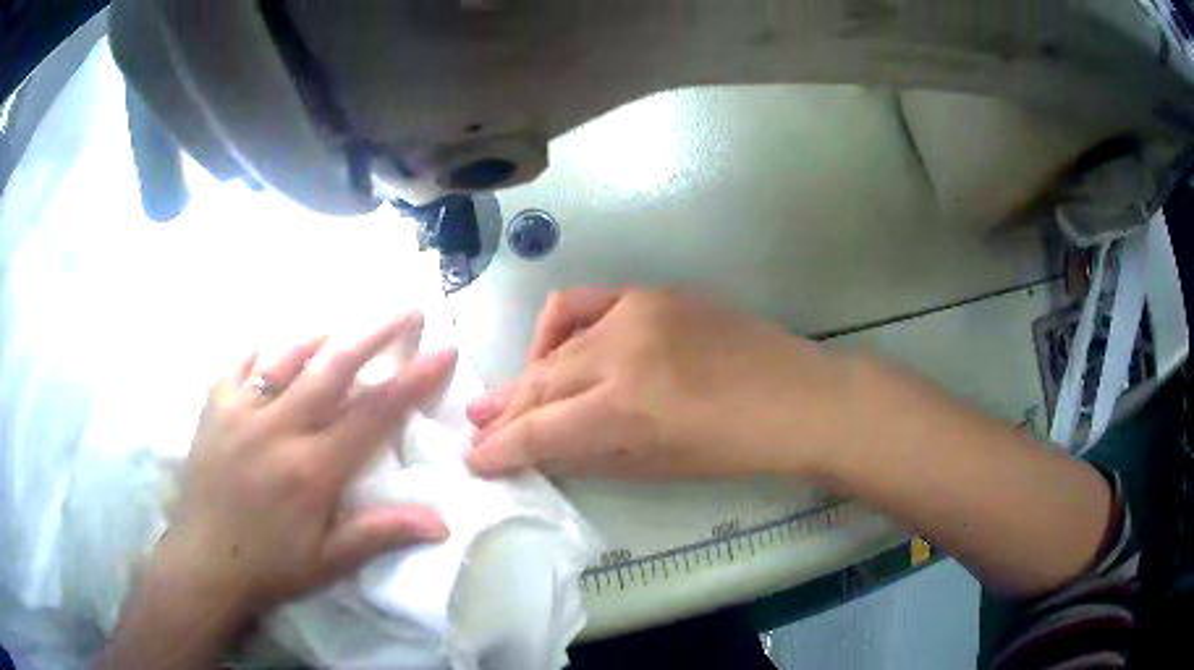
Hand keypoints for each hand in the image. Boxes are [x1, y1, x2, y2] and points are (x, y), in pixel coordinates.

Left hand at [158, 312, 455, 617]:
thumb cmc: (270, 566)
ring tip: (345, 327)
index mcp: (312, 469)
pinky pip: (240, 364)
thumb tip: (441, 523)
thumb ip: (380, 534)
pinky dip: (262, 350)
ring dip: (323, 338)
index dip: (412, 380)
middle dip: (376, 333)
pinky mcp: (214, 407)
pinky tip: (274, 347)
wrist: (203, 562)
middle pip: (334, 368)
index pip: (372, 414)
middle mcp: (278, 428)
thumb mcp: (328, 561)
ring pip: (287, 357)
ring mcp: (240, 411)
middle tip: (408, 308)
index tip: (442, 351)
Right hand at [465, 288, 855, 478]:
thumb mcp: (657, 465)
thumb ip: (590, 454)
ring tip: (513, 394)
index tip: (475, 459)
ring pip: (556, 343)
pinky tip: (556, 348)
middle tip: (478, 427)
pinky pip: (584, 303)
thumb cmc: (735, 448)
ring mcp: (636, 313)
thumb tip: (542, 448)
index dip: (501, 449)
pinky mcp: (652, 293)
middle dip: (504, 412)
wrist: (798, 398)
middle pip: (540, 383)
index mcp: (625, 407)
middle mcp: (620, 352)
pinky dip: (558, 328)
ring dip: (526, 372)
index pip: (541, 429)